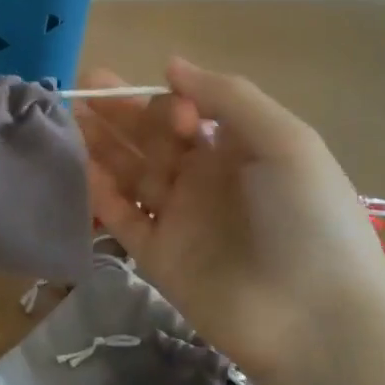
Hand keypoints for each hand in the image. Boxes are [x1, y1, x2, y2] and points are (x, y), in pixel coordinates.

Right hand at [76, 57, 384, 375]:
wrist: (314, 319)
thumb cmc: (308, 220)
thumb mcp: (286, 143)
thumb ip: (228, 98)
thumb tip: (170, 64)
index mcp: (240, 151)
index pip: (189, 115)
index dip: (169, 104)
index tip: (170, 111)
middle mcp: (205, 180)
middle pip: (152, 140)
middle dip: (120, 114)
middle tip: (83, 90)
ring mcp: (179, 219)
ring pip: (130, 176)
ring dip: (103, 148)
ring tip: (70, 121)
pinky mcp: (156, 257)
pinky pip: (122, 218)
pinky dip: (101, 195)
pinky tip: (81, 170)